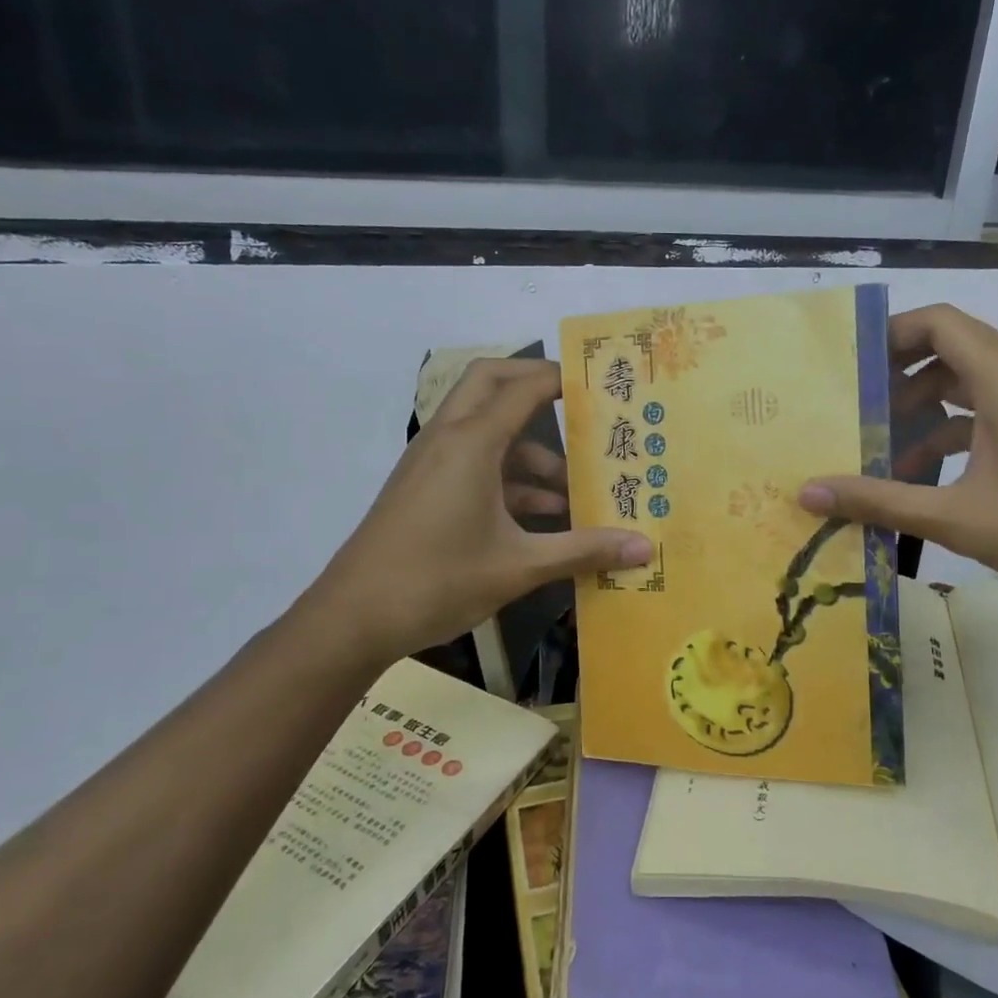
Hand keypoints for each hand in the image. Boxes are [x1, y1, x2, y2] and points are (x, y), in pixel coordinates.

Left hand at [299, 358, 651, 666]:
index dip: (563, 379)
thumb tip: (644, 548)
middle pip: (492, 384)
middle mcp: (449, 438)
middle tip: (582, 407)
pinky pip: (474, 462)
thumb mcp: (519, 566)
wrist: (353, 618)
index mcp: (471, 442)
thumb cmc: (438, 581)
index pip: (523, 387)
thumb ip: (583, 550)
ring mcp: (432, 463)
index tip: (601, 384)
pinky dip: (509, 477)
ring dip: (529, 449)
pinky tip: (544, 518)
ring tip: (577, 489)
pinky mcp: (425, 487)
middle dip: (536, 387)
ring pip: (486, 429)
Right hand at [799, 304, 997, 610]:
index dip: (889, 334)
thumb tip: (807, 494)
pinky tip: (931, 480)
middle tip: (855, 412)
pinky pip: (997, 414)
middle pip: (952, 351)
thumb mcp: (958, 518)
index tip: (847, 365)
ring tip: (885, 453)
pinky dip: (959, 434)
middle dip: (899, 380)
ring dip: (927, 413)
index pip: (938, 322)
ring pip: (973, 386)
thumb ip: (879, 501)